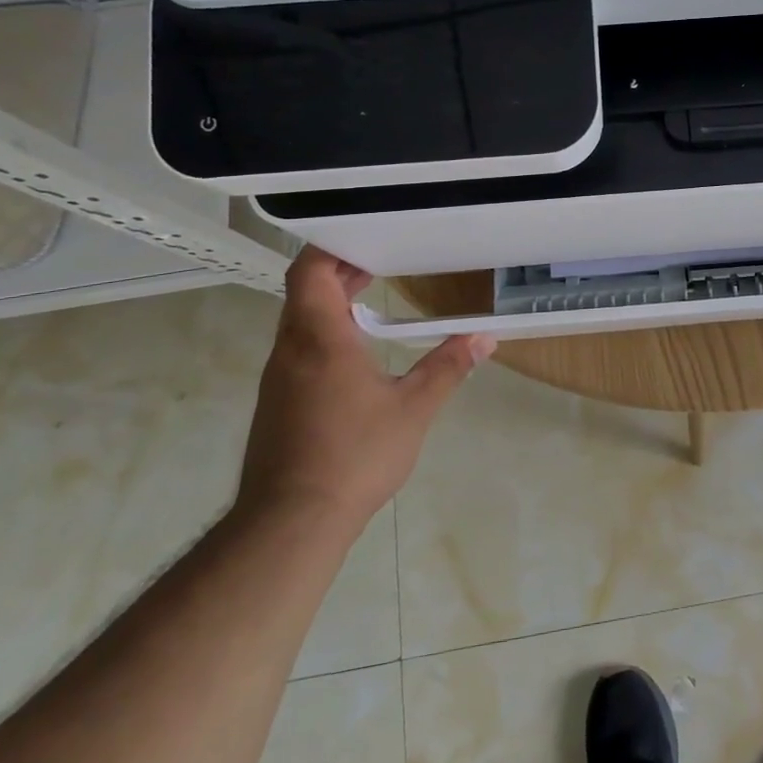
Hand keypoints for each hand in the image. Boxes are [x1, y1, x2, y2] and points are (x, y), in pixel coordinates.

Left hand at [237, 247, 494, 535]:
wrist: (291, 522)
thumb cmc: (355, 455)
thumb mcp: (413, 408)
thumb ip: (448, 367)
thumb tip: (484, 338)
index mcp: (319, 339)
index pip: (309, 272)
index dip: (331, 249)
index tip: (366, 240)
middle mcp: (290, 350)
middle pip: (304, 292)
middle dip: (339, 273)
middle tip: (380, 263)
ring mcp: (278, 379)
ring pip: (299, 322)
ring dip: (331, 304)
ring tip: (371, 299)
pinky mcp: (278, 404)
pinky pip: (297, 350)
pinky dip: (324, 333)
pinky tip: (356, 354)